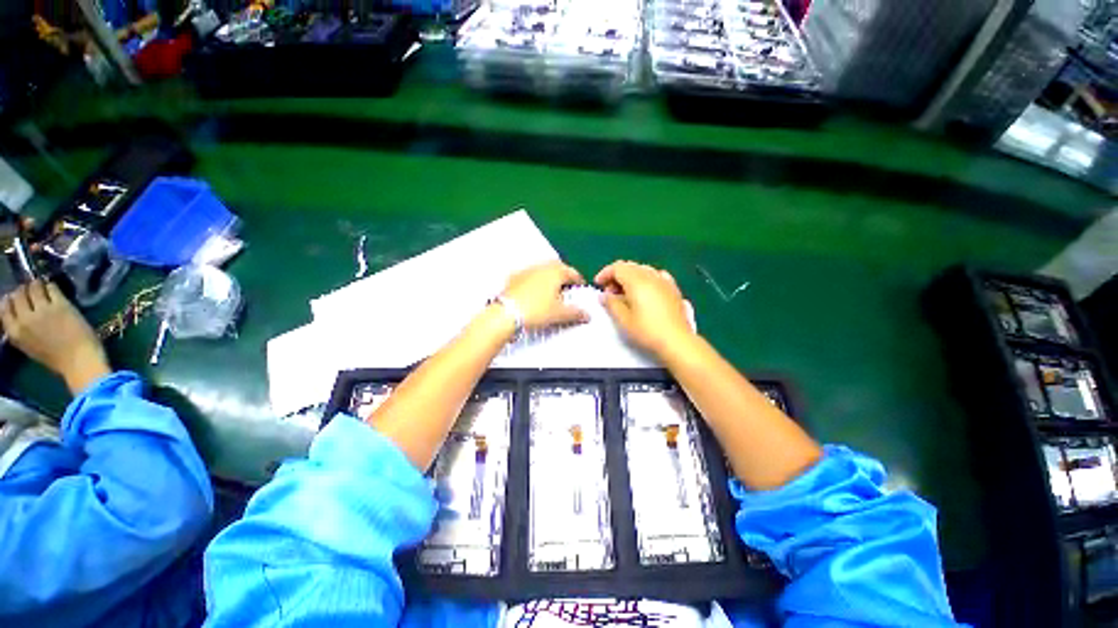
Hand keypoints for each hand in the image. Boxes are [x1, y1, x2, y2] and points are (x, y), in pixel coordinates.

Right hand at [1, 281, 110, 394]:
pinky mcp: (60, 305)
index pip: (4, 307)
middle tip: (33, 291)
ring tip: (44, 288)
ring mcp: (43, 310)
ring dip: (38, 285)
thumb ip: (21, 330)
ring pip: (34, 287)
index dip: (11, 299)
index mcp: (14, 332)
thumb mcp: (28, 346)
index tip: (18, 298)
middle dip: (25, 290)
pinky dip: (52, 287)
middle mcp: (25, 318)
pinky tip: (55, 291)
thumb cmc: (56, 358)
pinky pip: (52, 287)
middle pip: (19, 294)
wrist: (79, 361)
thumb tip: (18, 313)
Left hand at [501, 261, 588, 331]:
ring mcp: (526, 271)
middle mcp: (541, 267)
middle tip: (567, 287)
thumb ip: (575, 313)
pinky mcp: (513, 278)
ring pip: (542, 271)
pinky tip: (534, 294)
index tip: (580, 287)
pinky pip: (529, 277)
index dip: (578, 281)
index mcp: (555, 272)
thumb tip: (585, 315)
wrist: (506, 314)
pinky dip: (535, 282)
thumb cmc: (535, 310)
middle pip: (557, 268)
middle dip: (563, 276)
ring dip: (549, 278)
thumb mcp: (560, 314)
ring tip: (552, 291)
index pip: (572, 272)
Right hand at [595, 260, 694, 356]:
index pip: (618, 267)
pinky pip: (656, 276)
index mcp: (637, 280)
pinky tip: (645, 292)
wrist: (677, 342)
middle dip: (616, 276)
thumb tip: (604, 295)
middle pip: (630, 266)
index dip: (605, 273)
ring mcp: (664, 281)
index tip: (598, 285)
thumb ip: (611, 304)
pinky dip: (645, 279)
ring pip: (643, 270)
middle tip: (609, 292)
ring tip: (625, 294)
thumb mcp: (623, 319)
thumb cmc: (647, 331)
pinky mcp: (673, 289)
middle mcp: (651, 276)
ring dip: (630, 277)